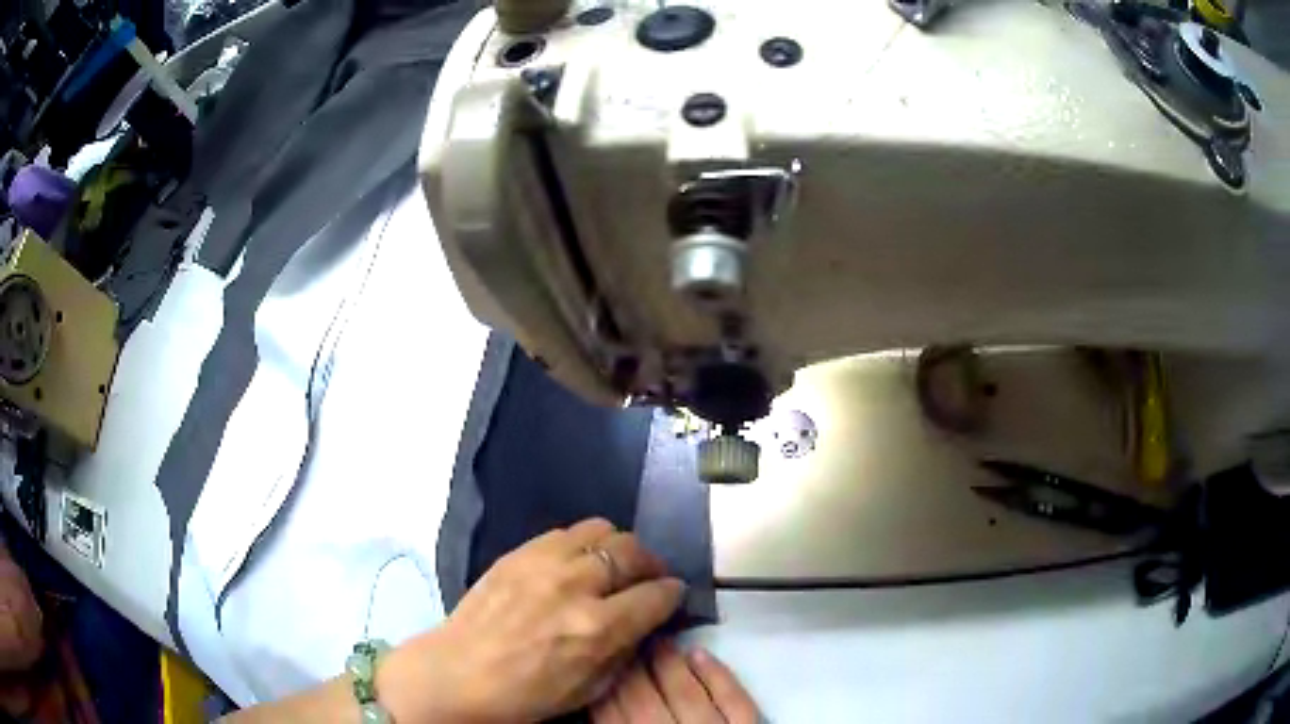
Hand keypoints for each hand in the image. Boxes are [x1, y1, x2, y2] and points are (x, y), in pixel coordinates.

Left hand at [380, 518, 684, 722]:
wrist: (457, 674)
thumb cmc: (526, 694)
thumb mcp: (590, 688)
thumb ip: (626, 649)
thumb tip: (647, 620)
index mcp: (596, 627)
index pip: (656, 594)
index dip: (673, 594)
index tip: (673, 595)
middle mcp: (575, 584)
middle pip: (633, 552)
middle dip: (652, 565)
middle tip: (649, 579)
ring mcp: (543, 562)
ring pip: (602, 530)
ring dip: (619, 547)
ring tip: (614, 566)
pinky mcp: (518, 552)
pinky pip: (565, 532)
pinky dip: (583, 543)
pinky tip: (577, 563)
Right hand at [591, 642, 759, 723]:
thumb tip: (596, 701)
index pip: (609, 712)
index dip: (602, 681)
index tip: (595, 653)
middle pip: (643, 699)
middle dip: (630, 665)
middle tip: (619, 631)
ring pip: (686, 694)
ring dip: (669, 663)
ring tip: (658, 637)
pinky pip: (734, 701)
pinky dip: (719, 676)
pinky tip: (702, 653)